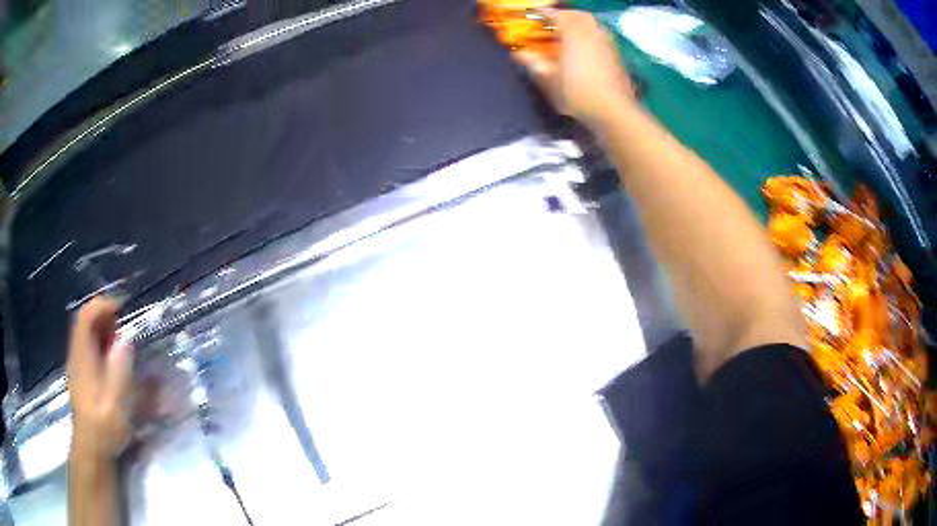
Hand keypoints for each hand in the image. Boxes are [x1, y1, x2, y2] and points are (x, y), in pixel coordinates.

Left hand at [67, 297, 133, 460]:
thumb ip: (119, 372)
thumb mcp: (115, 404)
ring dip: (103, 328)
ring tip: (120, 339)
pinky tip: (111, 356)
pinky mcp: (81, 373)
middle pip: (85, 321)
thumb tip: (125, 342)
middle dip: (104, 315)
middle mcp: (76, 355)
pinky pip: (88, 346)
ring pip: (86, 333)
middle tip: (124, 325)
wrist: (91, 448)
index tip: (122, 307)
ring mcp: (77, 364)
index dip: (102, 305)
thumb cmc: (104, 428)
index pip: (86, 317)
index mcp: (82, 358)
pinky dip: (100, 341)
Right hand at [513, 10, 634, 126]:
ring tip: (568, 35)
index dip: (543, 13)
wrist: (613, 110)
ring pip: (592, 26)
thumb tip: (519, 53)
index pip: (556, 15)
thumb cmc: (576, 92)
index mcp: (573, 32)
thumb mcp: (548, 79)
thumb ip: (533, 63)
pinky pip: (601, 38)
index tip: (533, 15)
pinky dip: (590, 38)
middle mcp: (592, 32)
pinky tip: (584, 50)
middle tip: (553, 23)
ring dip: (579, 26)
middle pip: (578, 15)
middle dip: (565, 15)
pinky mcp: (617, 56)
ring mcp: (608, 43)